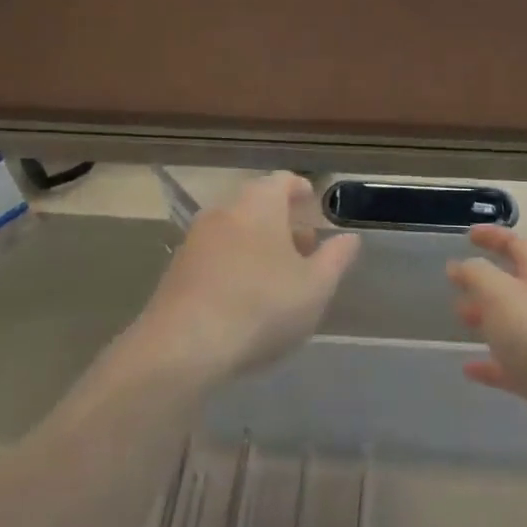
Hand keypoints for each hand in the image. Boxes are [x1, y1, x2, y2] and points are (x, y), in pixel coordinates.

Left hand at [141, 173, 359, 381]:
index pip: (282, 180)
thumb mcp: (315, 286)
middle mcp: (225, 210)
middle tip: (304, 246)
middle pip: (257, 204)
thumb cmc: (261, 306)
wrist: (183, 346)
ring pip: (235, 230)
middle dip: (282, 221)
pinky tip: (246, 295)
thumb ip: (336, 258)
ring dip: (258, 244)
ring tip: (278, 275)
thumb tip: (349, 238)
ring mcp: (196, 239)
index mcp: (259, 203)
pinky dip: (235, 263)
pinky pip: (216, 254)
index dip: (300, 190)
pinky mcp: (177, 269)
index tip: (312, 203)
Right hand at [449, 226, 526, 473]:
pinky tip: (470, 370)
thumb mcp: (500, 294)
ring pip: (516, 324)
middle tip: (456, 284)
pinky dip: (493, 363)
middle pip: (517, 284)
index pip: (518, 244)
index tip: (469, 235)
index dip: (493, 237)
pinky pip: (516, 365)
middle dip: (486, 281)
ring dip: (488, 318)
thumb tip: (463, 266)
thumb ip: (477, 274)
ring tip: (460, 318)